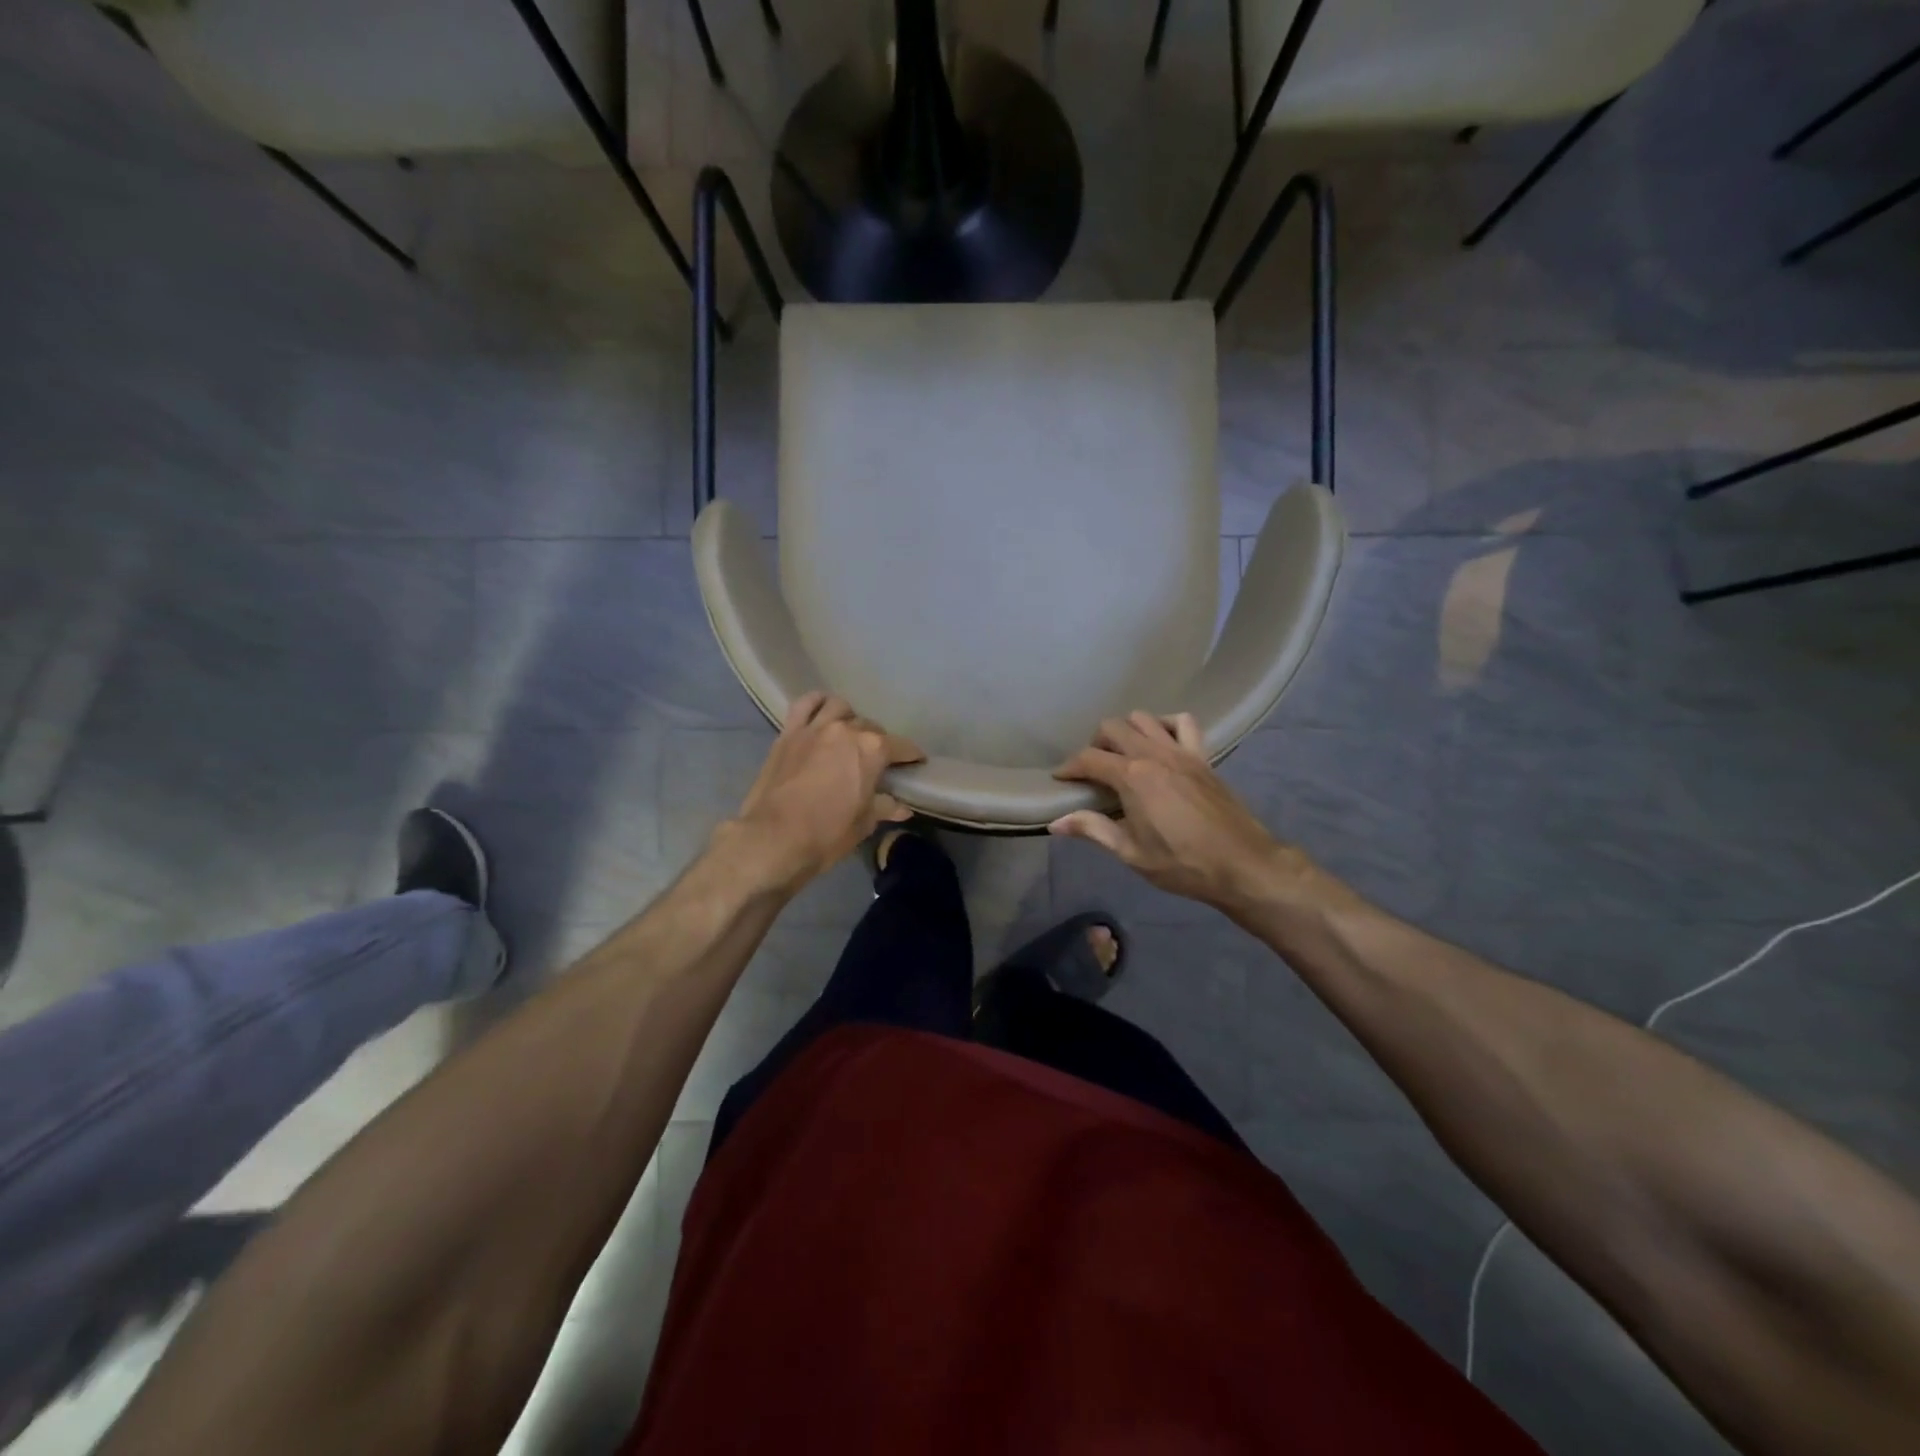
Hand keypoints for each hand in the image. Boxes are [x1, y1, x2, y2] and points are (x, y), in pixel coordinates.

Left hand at [727, 692, 924, 891]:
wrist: (773, 839)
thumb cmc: (827, 834)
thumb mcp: (863, 823)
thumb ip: (884, 807)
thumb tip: (902, 807)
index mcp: (872, 750)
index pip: (901, 746)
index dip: (911, 755)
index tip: (916, 762)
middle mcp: (846, 730)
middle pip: (871, 727)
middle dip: (878, 742)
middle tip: (877, 760)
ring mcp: (815, 727)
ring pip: (840, 708)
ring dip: (849, 718)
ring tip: (849, 733)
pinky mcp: (789, 732)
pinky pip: (805, 704)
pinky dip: (816, 703)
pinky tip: (822, 711)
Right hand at [1051, 712, 1305, 914]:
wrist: (1243, 864)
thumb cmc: (1183, 864)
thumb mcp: (1131, 852)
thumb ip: (1093, 830)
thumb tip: (1056, 822)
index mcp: (1133, 778)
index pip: (1089, 759)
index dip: (1069, 767)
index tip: (1060, 779)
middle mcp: (1154, 754)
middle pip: (1113, 727)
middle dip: (1095, 744)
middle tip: (1093, 771)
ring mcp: (1181, 751)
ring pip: (1144, 718)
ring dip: (1127, 731)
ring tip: (1123, 755)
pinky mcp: (1203, 756)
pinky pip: (1183, 723)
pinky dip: (1166, 725)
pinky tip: (1160, 744)